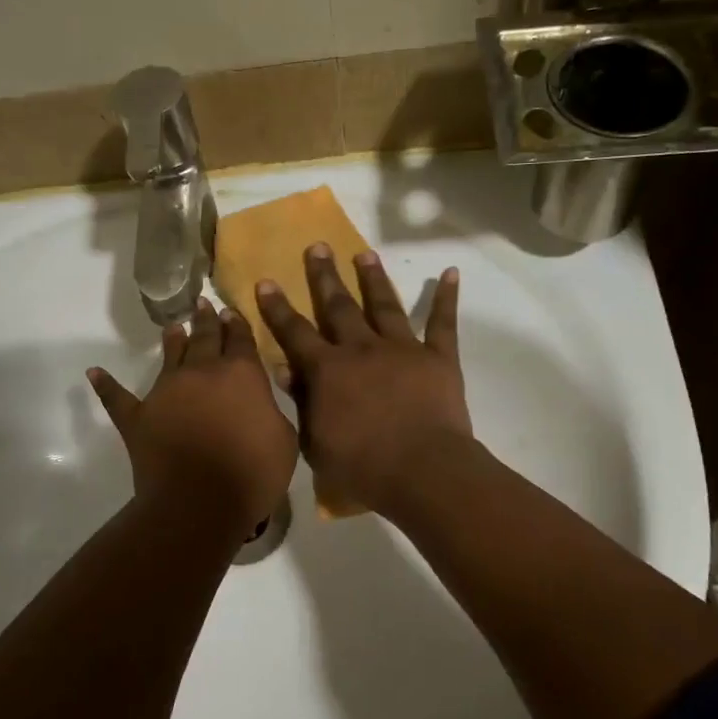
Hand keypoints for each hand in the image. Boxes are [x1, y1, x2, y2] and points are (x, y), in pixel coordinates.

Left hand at [88, 298, 297, 539]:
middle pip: (205, 338)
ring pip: (169, 357)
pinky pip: (118, 398)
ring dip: (172, 341)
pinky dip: (106, 385)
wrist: (200, 503)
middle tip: (203, 304)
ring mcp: (165, 392)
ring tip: (172, 327)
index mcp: (242, 374)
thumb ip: (271, 412)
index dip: (238, 324)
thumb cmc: (253, 473)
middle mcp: (202, 373)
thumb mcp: (284, 439)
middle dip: (206, 320)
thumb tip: (259, 404)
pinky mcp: (138, 418)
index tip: (231, 311)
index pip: (241, 339)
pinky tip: (94, 373)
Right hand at [254, 245, 470, 517]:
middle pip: (339, 307)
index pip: (295, 332)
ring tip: (364, 254)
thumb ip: (301, 401)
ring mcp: (402, 349)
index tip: (266, 281)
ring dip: (373, 278)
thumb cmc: (362, 466)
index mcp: (328, 370)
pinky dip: (446, 298)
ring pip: (384, 305)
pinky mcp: (438, 358)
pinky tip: (451, 273)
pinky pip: (442, 323)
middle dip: (325, 276)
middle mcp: (362, 349)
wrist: (422, 471)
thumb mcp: (315, 441)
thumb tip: (284, 366)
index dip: (278, 308)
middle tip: (317, 246)